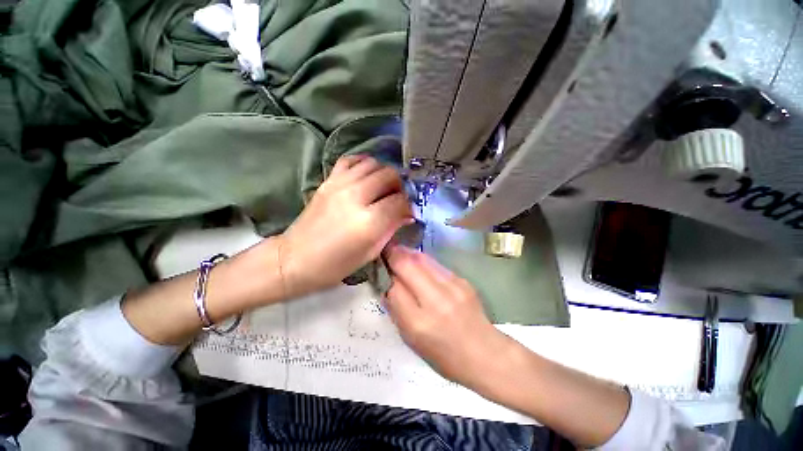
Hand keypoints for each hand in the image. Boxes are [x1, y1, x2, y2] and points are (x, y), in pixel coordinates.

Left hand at [278, 155, 412, 297]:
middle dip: (399, 186)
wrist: (296, 258)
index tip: (407, 213)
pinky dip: (363, 164)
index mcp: (369, 221)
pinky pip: (351, 160)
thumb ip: (391, 229)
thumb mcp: (370, 252)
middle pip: (389, 175)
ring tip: (383, 188)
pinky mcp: (328, 180)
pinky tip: (366, 176)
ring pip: (373, 163)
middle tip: (397, 198)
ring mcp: (340, 184)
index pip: (400, 201)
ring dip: (383, 173)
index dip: (408, 206)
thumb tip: (407, 215)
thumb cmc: (336, 264)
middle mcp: (356, 196)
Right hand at [383, 245, 514, 387]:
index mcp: (419, 323)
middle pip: (407, 265)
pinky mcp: (462, 280)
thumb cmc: (444, 356)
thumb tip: (387, 284)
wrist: (486, 354)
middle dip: (394, 254)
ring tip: (399, 253)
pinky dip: (422, 261)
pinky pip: (435, 264)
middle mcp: (436, 300)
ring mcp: (452, 286)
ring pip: (422, 259)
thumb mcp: (412, 340)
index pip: (393, 287)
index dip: (384, 272)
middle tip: (386, 251)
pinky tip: (419, 264)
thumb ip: (397, 310)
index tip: (378, 263)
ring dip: (408, 253)